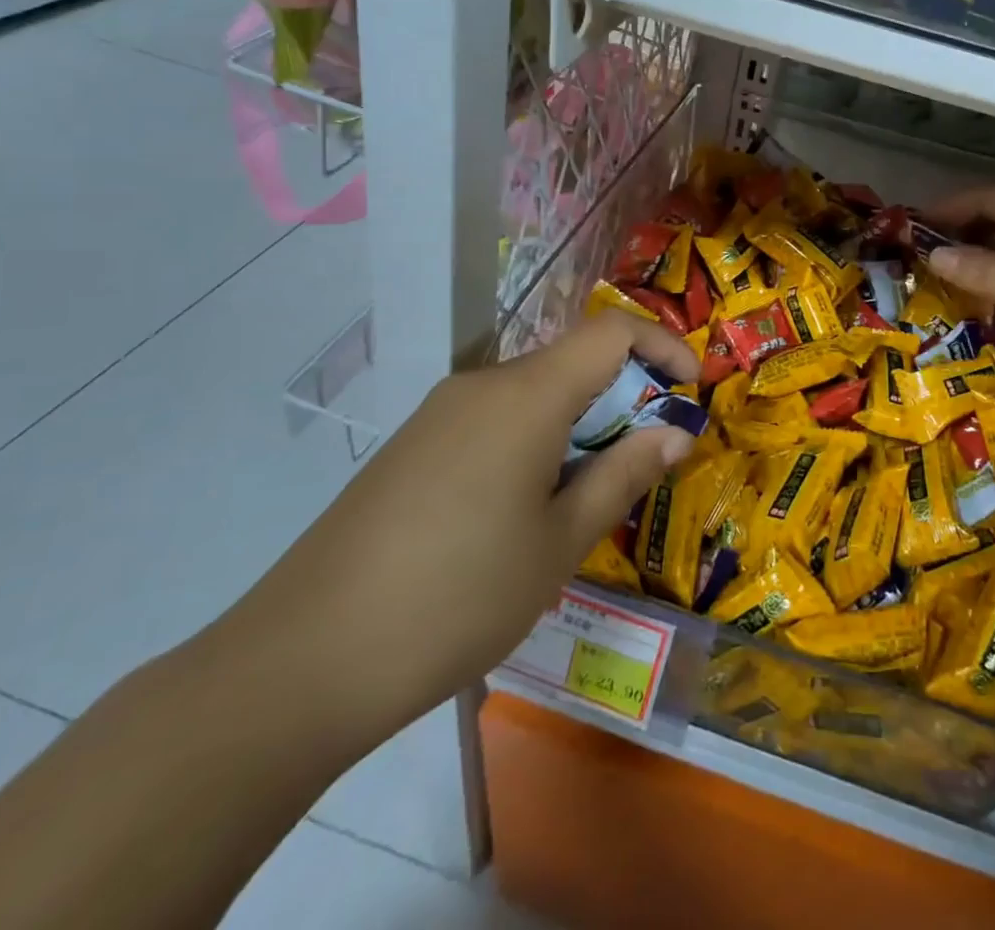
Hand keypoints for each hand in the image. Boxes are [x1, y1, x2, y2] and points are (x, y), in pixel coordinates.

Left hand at [203, 311, 696, 748]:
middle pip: (573, 362)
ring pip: (535, 394)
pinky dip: (536, 441)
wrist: (301, 663)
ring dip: (580, 425)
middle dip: (625, 398)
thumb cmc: (457, 597)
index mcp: (526, 394)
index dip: (663, 346)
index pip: (611, 331)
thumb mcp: (560, 542)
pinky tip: (526, 510)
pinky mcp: (414, 446)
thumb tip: (675, 432)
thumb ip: (624, 474)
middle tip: (648, 461)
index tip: (693, 390)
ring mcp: (440, 414)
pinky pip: (496, 420)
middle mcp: (483, 385)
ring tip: (590, 496)